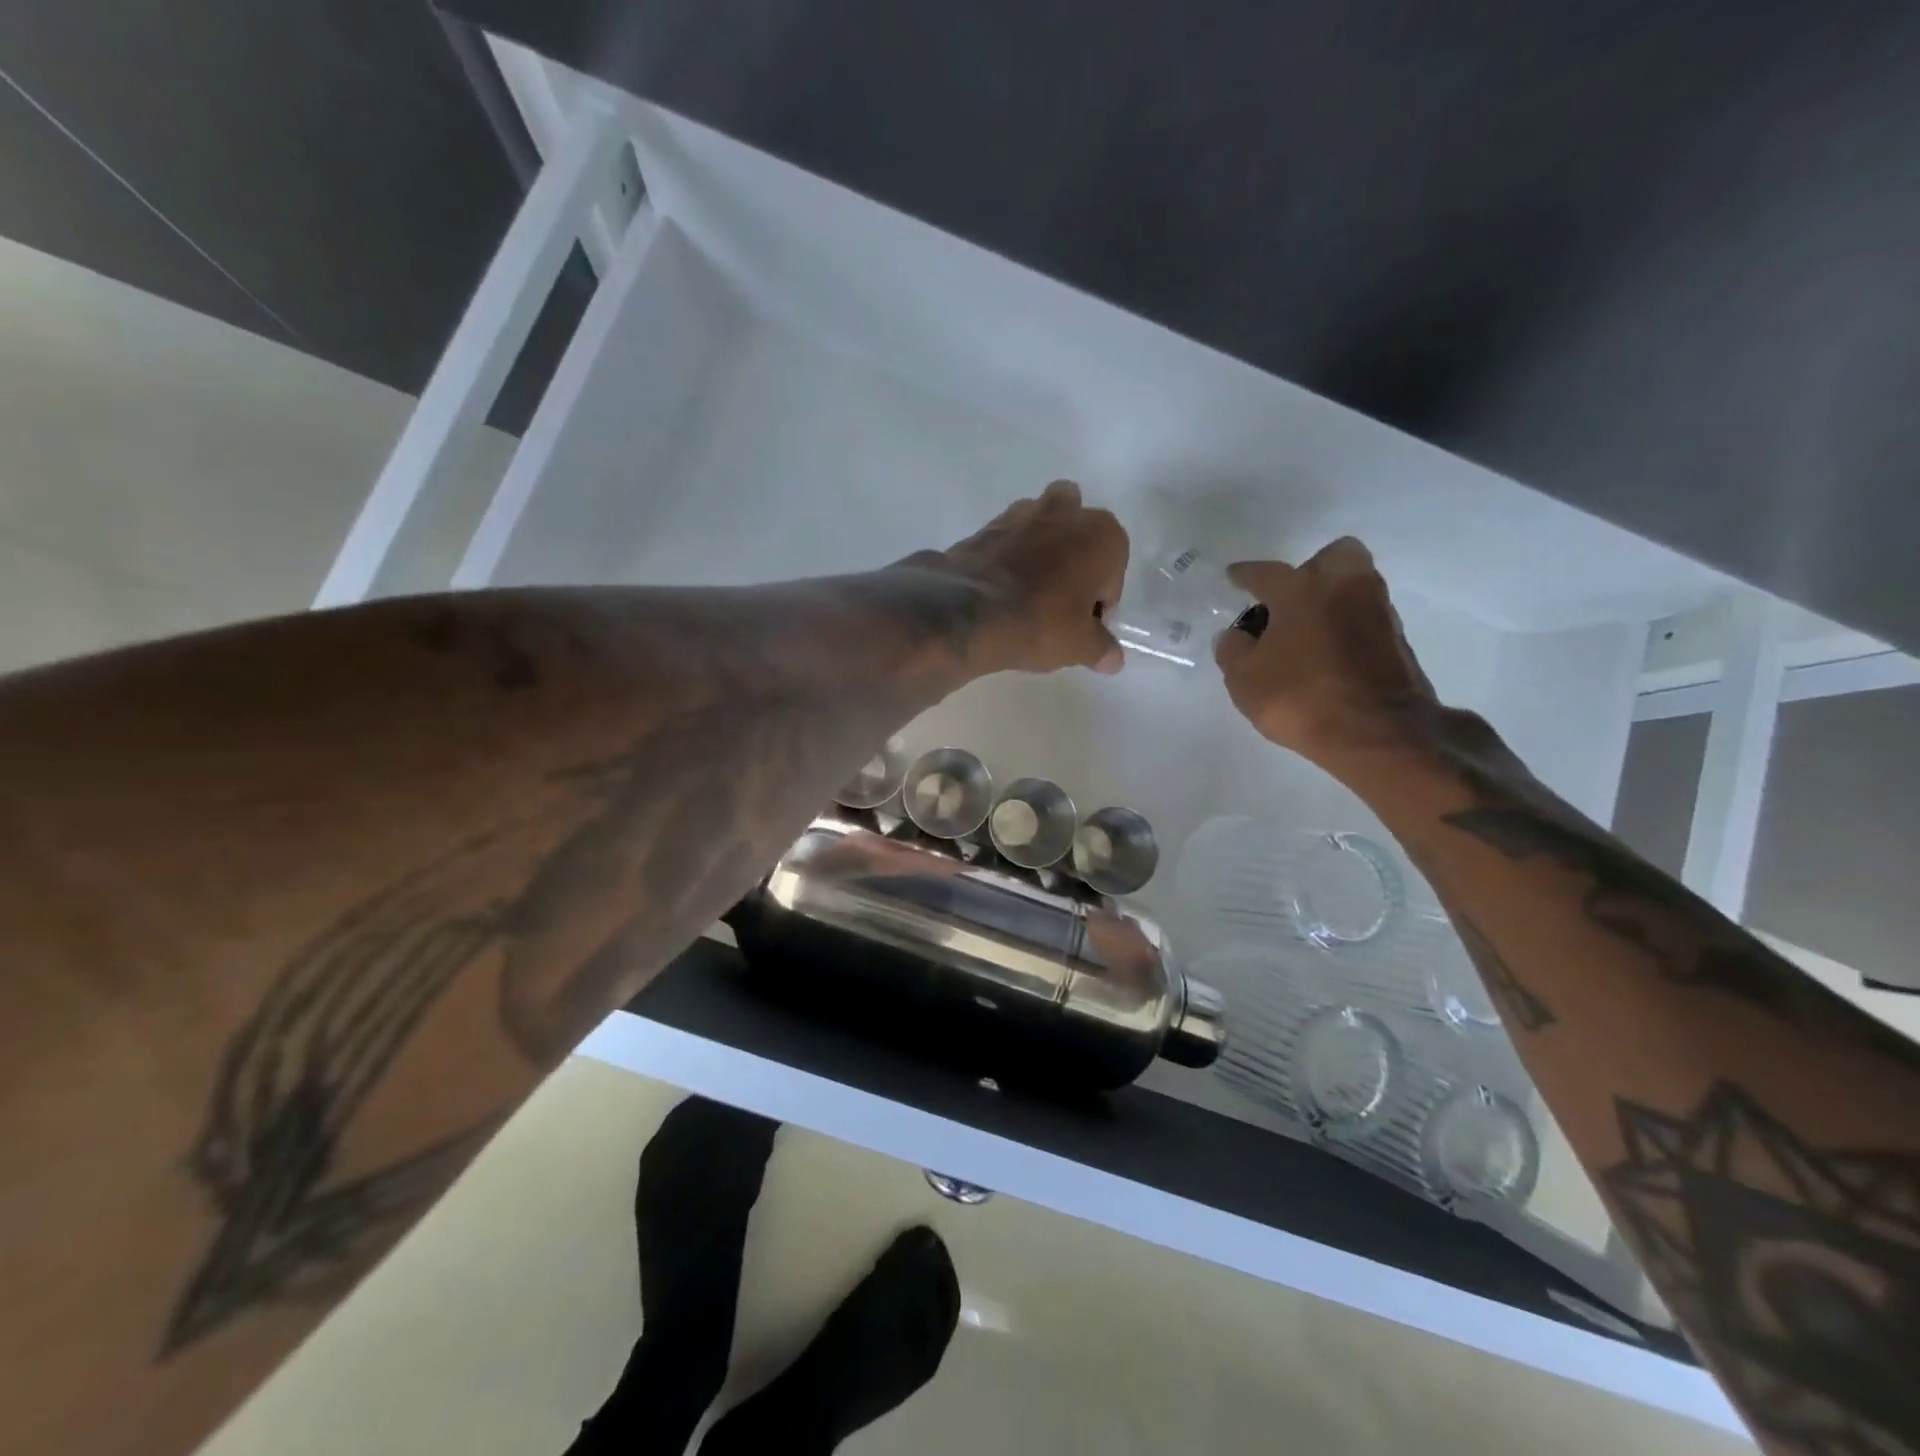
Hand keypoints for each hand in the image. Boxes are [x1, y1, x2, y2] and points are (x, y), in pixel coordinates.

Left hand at [923, 480, 1128, 675]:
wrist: (968, 611)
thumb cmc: (1040, 623)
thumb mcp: (1080, 646)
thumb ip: (1102, 649)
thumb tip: (1113, 660)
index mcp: (1103, 535)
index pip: (1114, 573)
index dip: (1101, 603)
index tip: (1085, 628)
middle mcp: (1067, 513)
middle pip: (1080, 535)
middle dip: (1075, 561)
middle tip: (1061, 604)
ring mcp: (1023, 513)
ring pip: (1043, 527)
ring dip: (1042, 551)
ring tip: (1029, 593)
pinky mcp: (986, 526)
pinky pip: (1008, 540)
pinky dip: (1010, 557)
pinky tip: (1001, 590)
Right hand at [1213, 538, 1437, 763]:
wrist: (1377, 732)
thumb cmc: (1300, 697)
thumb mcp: (1244, 679)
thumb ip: (1232, 650)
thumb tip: (1235, 635)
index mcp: (1301, 590)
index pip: (1265, 572)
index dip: (1244, 575)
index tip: (1234, 577)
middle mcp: (1344, 587)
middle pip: (1332, 557)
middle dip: (1310, 570)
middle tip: (1289, 601)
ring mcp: (1377, 611)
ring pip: (1353, 587)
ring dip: (1330, 600)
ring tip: (1305, 633)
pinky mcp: (1397, 639)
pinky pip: (1364, 619)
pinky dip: (1346, 627)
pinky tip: (1328, 654)